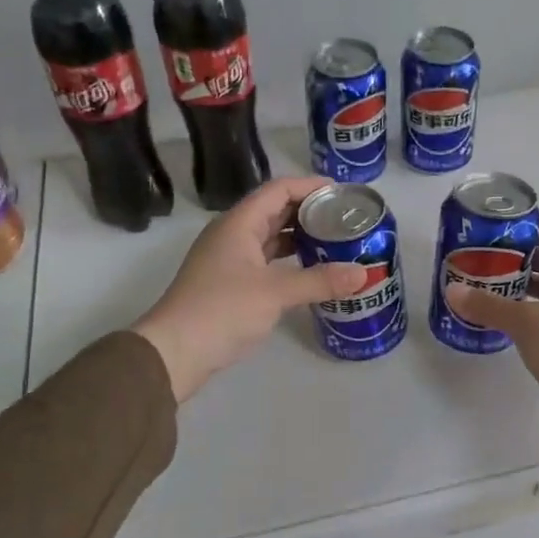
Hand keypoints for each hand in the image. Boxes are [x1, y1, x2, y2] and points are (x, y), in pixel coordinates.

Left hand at [134, 177, 365, 401]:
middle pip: (275, 211)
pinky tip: (312, 271)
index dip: (310, 186)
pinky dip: (289, 260)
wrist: (175, 351)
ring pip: (270, 237)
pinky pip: (266, 260)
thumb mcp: (276, 292)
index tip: (342, 193)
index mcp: (238, 224)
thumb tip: (363, 274)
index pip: (278, 190)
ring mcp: (229, 260)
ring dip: (300, 237)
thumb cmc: (222, 310)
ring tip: (335, 242)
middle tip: (345, 219)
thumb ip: (320, 281)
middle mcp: (232, 235)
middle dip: (310, 212)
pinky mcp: (230, 283)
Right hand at [444, 221, 538, 483]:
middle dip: (516, 257)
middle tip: (482, 258)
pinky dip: (523, 313)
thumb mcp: (524, 323)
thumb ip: (488, 305)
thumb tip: (452, 289)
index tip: (496, 228)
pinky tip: (500, 320)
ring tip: (484, 286)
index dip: (528, 226)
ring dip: (519, 287)